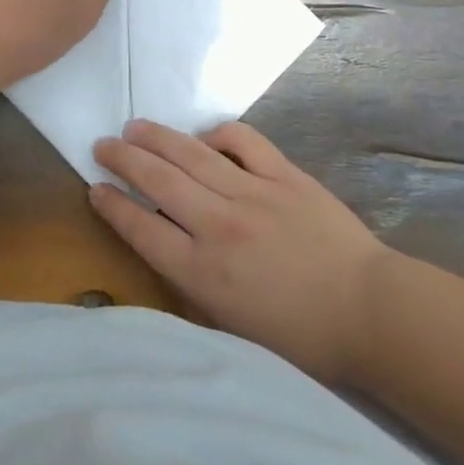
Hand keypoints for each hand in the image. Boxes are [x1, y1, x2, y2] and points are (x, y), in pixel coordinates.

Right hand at [91, 120, 387, 383]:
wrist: (368, 312)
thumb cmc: (299, 336)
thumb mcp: (230, 327)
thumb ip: (192, 285)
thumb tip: (167, 244)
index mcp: (203, 271)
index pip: (142, 227)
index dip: (112, 205)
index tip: (95, 188)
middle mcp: (219, 225)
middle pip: (158, 181)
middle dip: (123, 160)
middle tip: (102, 145)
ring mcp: (252, 194)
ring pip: (191, 154)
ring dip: (157, 138)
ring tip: (135, 128)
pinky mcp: (284, 175)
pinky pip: (243, 141)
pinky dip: (218, 134)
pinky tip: (205, 138)